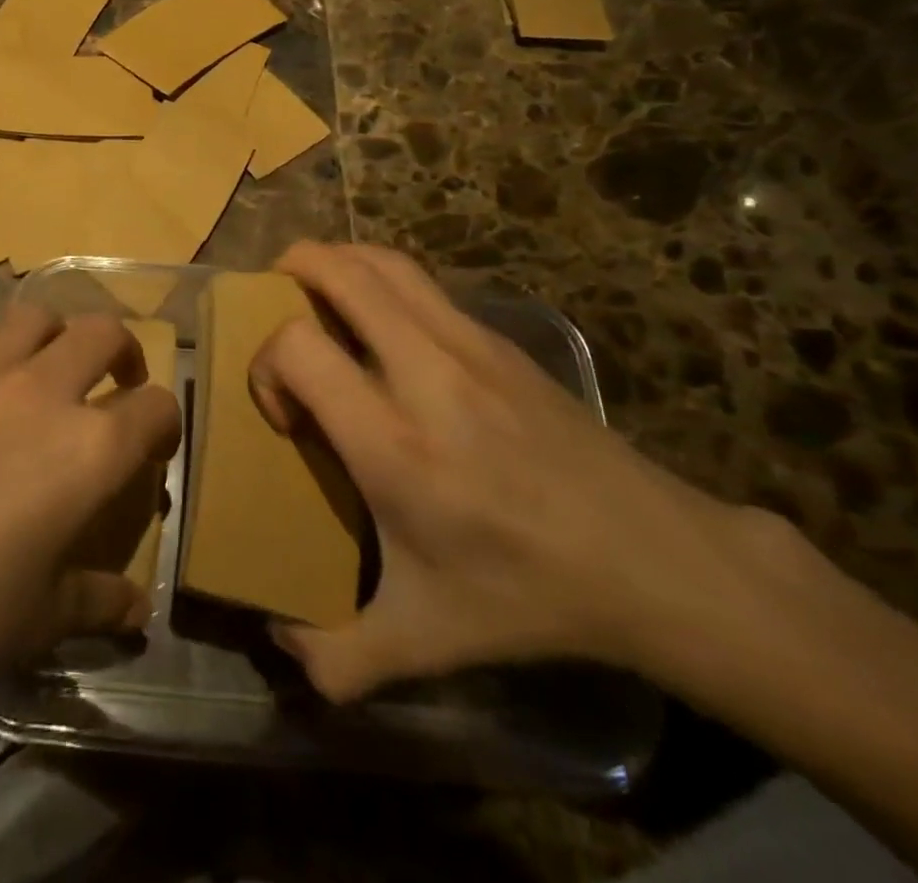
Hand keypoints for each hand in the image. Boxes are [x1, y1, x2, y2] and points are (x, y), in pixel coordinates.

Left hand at [0, 306, 180, 726]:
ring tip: (47, 370)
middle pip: (102, 333)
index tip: (155, 446)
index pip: (154, 408)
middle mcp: (41, 392)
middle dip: (122, 352)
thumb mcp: (42, 620)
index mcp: (88, 448)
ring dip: (53, 336)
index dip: (165, 424)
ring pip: (32, 317)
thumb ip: (99, 600)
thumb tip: (137, 612)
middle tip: (115, 383)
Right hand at [251, 242, 767, 701]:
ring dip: (336, 261)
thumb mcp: (424, 641)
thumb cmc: (526, 594)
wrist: (651, 561)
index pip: (297, 346)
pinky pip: (421, 281)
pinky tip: (382, 324)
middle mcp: (424, 372)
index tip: (285, 416)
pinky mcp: (500, 338)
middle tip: (272, 304)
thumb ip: (338, 656)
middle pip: (338, 271)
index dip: (266, 365)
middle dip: (290, 269)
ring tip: (318, 292)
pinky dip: (380, 279)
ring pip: (383, 261)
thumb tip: (280, 644)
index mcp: (392, 442)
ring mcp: (468, 343)